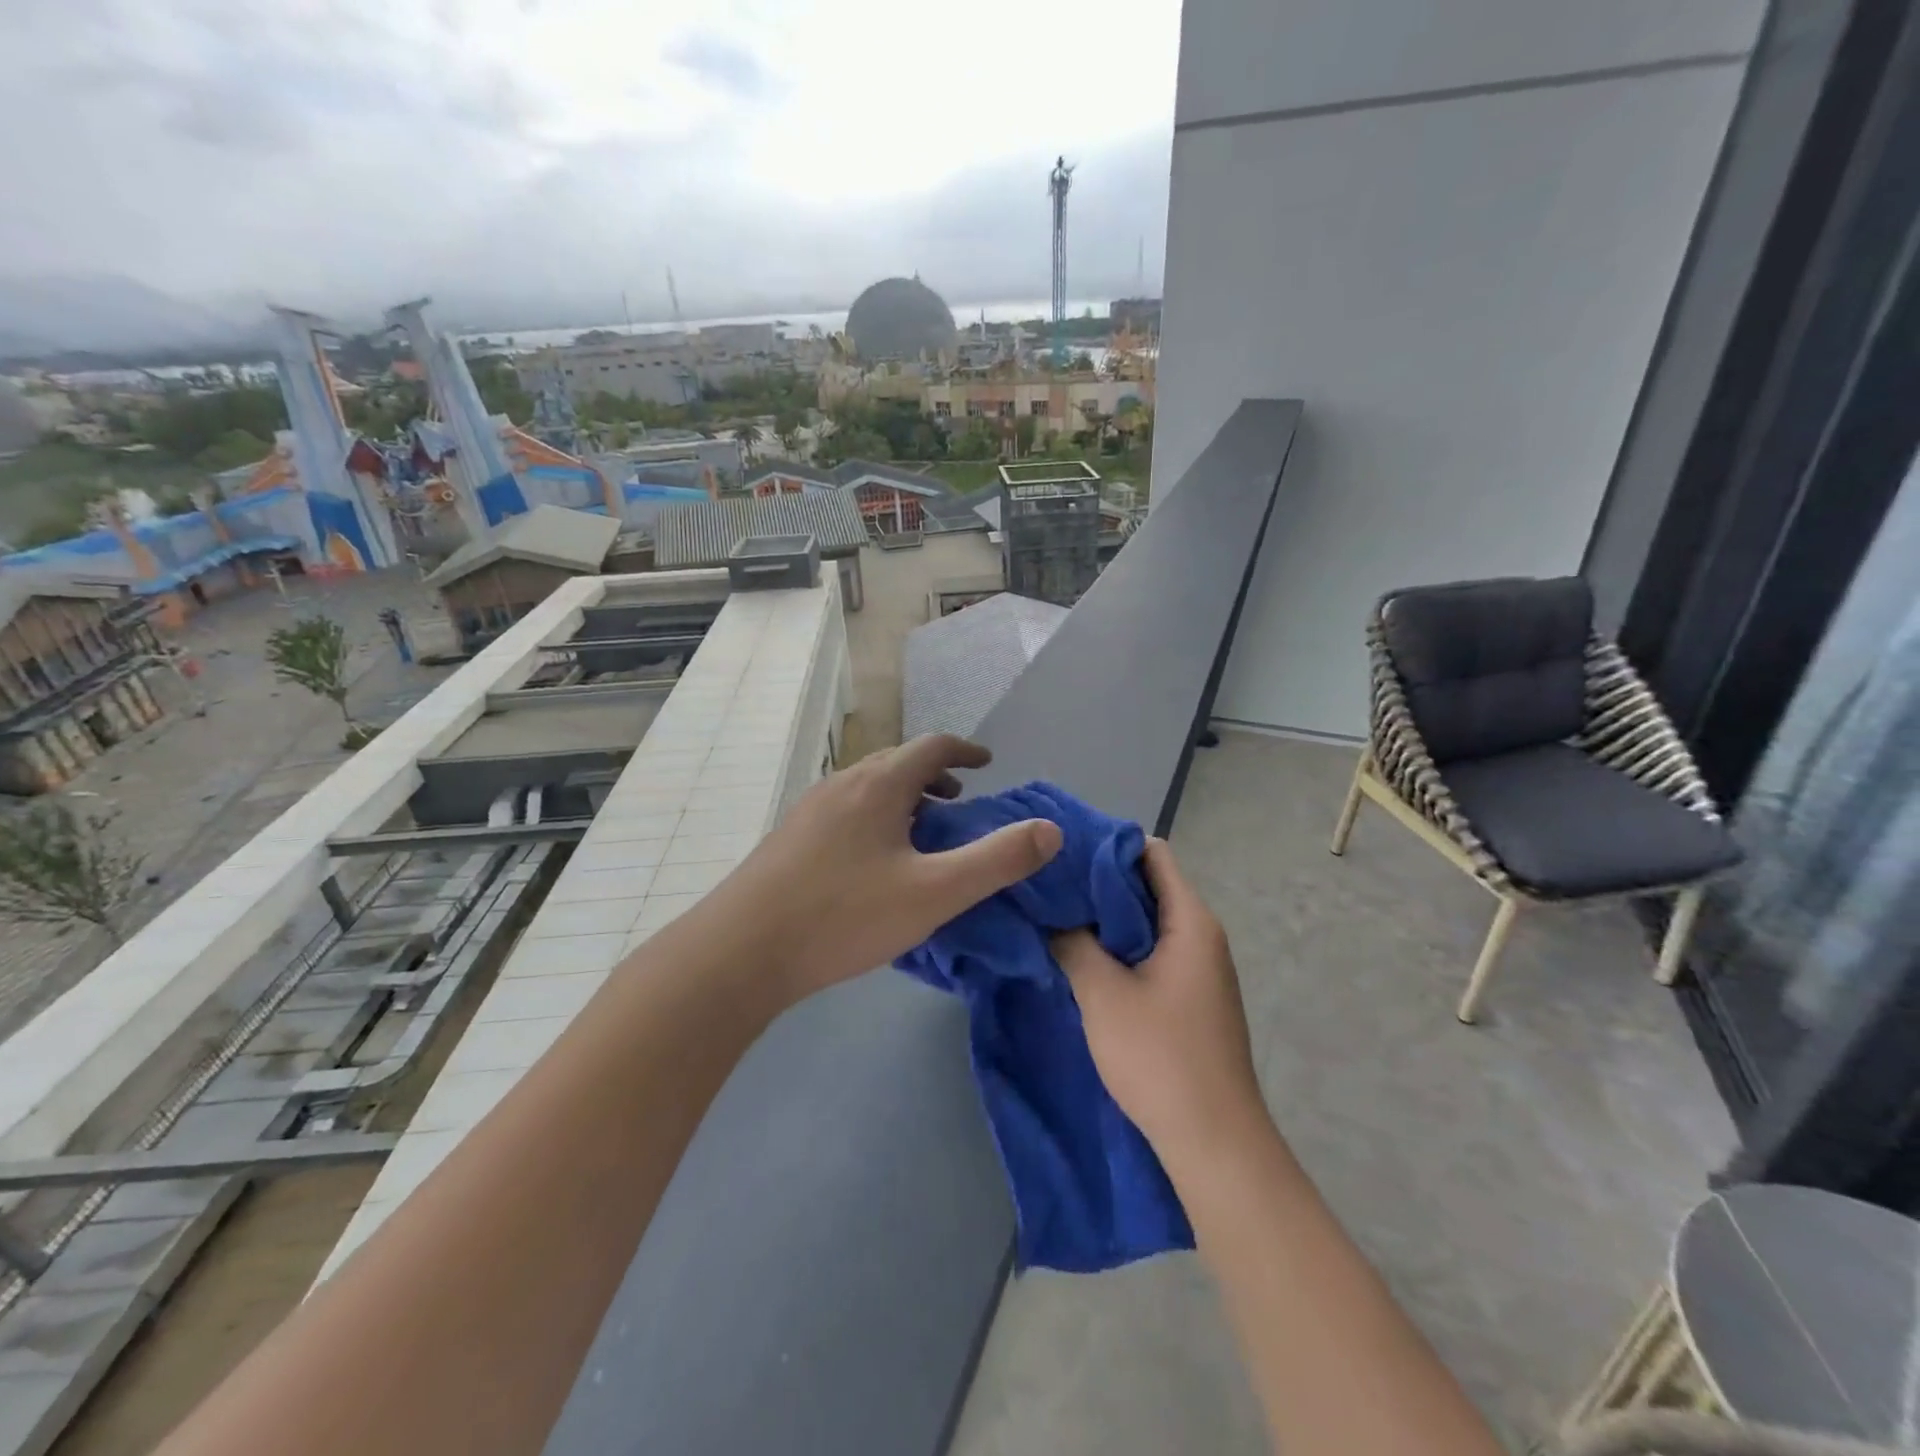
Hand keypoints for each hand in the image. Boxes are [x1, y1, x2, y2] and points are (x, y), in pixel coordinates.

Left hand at [706, 735, 1062, 1005]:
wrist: (741, 950)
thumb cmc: (844, 915)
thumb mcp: (935, 893)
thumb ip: (997, 861)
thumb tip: (1050, 830)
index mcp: (879, 784)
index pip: (932, 746)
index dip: (966, 751)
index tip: (988, 764)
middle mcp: (843, 783)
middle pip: (898, 762)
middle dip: (935, 775)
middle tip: (960, 803)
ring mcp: (810, 808)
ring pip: (868, 786)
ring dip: (904, 797)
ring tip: (922, 831)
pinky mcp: (790, 837)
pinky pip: (846, 809)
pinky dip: (875, 816)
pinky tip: (874, 862)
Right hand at [1052, 840, 1264, 1166]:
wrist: (1213, 1142)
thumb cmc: (1159, 1057)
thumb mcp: (1102, 993)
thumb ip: (1073, 943)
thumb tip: (1051, 916)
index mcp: (1191, 922)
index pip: (1152, 855)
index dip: (1108, 847)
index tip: (1063, 854)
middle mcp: (1202, 936)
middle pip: (1149, 887)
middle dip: (1099, 884)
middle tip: (1049, 885)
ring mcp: (1200, 970)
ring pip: (1148, 924)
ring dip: (1107, 920)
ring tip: (1057, 917)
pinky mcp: (1191, 999)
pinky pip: (1153, 953)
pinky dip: (1120, 948)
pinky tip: (1083, 958)